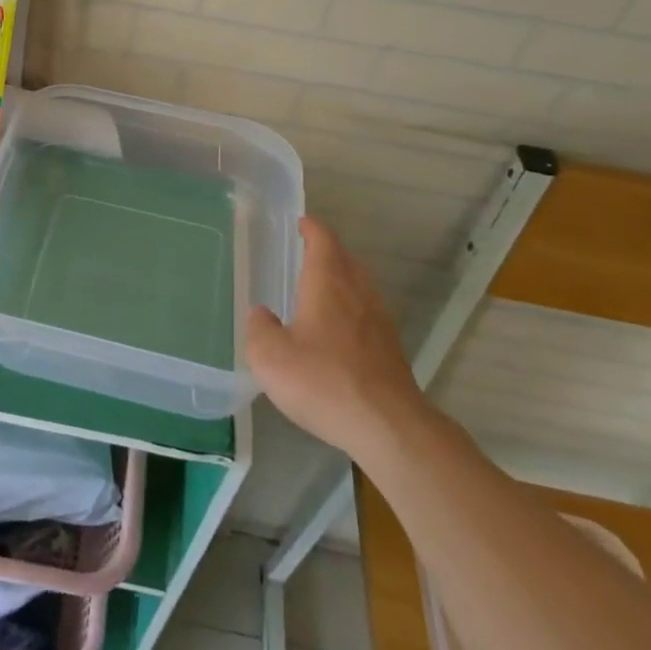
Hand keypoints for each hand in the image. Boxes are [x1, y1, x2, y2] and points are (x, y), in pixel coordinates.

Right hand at [246, 217, 427, 458]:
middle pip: (346, 260)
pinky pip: (368, 314)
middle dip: (328, 252)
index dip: (312, 228)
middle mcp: (358, 293)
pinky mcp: (391, 349)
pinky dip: (352, 310)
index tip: (302, 222)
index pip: (323, 241)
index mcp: (328, 284)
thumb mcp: (270, 357)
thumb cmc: (324, 382)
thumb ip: (259, 329)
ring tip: (321, 290)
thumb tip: (261, 315)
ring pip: (360, 287)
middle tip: (307, 253)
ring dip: (342, 281)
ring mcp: (380, 321)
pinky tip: (338, 333)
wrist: (388, 426)